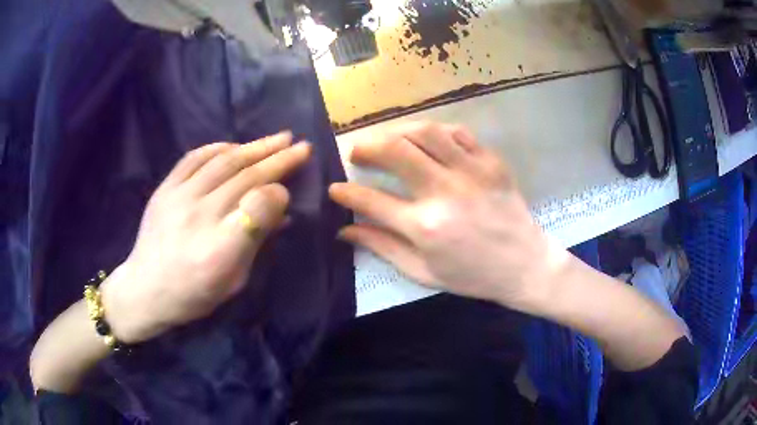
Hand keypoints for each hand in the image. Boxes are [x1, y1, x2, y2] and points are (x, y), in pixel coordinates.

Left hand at [101, 132, 310, 342]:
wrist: (145, 288)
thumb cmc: (194, 294)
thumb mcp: (234, 282)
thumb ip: (256, 241)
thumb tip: (280, 209)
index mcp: (219, 251)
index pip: (256, 208)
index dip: (278, 194)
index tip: (289, 190)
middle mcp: (199, 217)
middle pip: (244, 178)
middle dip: (278, 159)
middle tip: (302, 146)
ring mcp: (178, 198)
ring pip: (223, 162)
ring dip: (255, 147)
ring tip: (279, 138)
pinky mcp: (164, 188)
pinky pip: (194, 158)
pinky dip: (219, 147)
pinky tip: (236, 145)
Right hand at [329, 122, 569, 310]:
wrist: (524, 264)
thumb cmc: (473, 275)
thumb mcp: (423, 272)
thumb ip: (383, 247)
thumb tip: (344, 230)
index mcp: (425, 226)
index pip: (371, 199)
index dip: (345, 191)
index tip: (335, 187)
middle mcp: (444, 191)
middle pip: (395, 150)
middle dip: (366, 146)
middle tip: (357, 152)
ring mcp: (471, 171)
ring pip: (424, 132)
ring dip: (397, 131)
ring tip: (387, 140)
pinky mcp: (490, 161)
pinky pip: (456, 132)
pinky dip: (434, 131)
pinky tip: (425, 140)